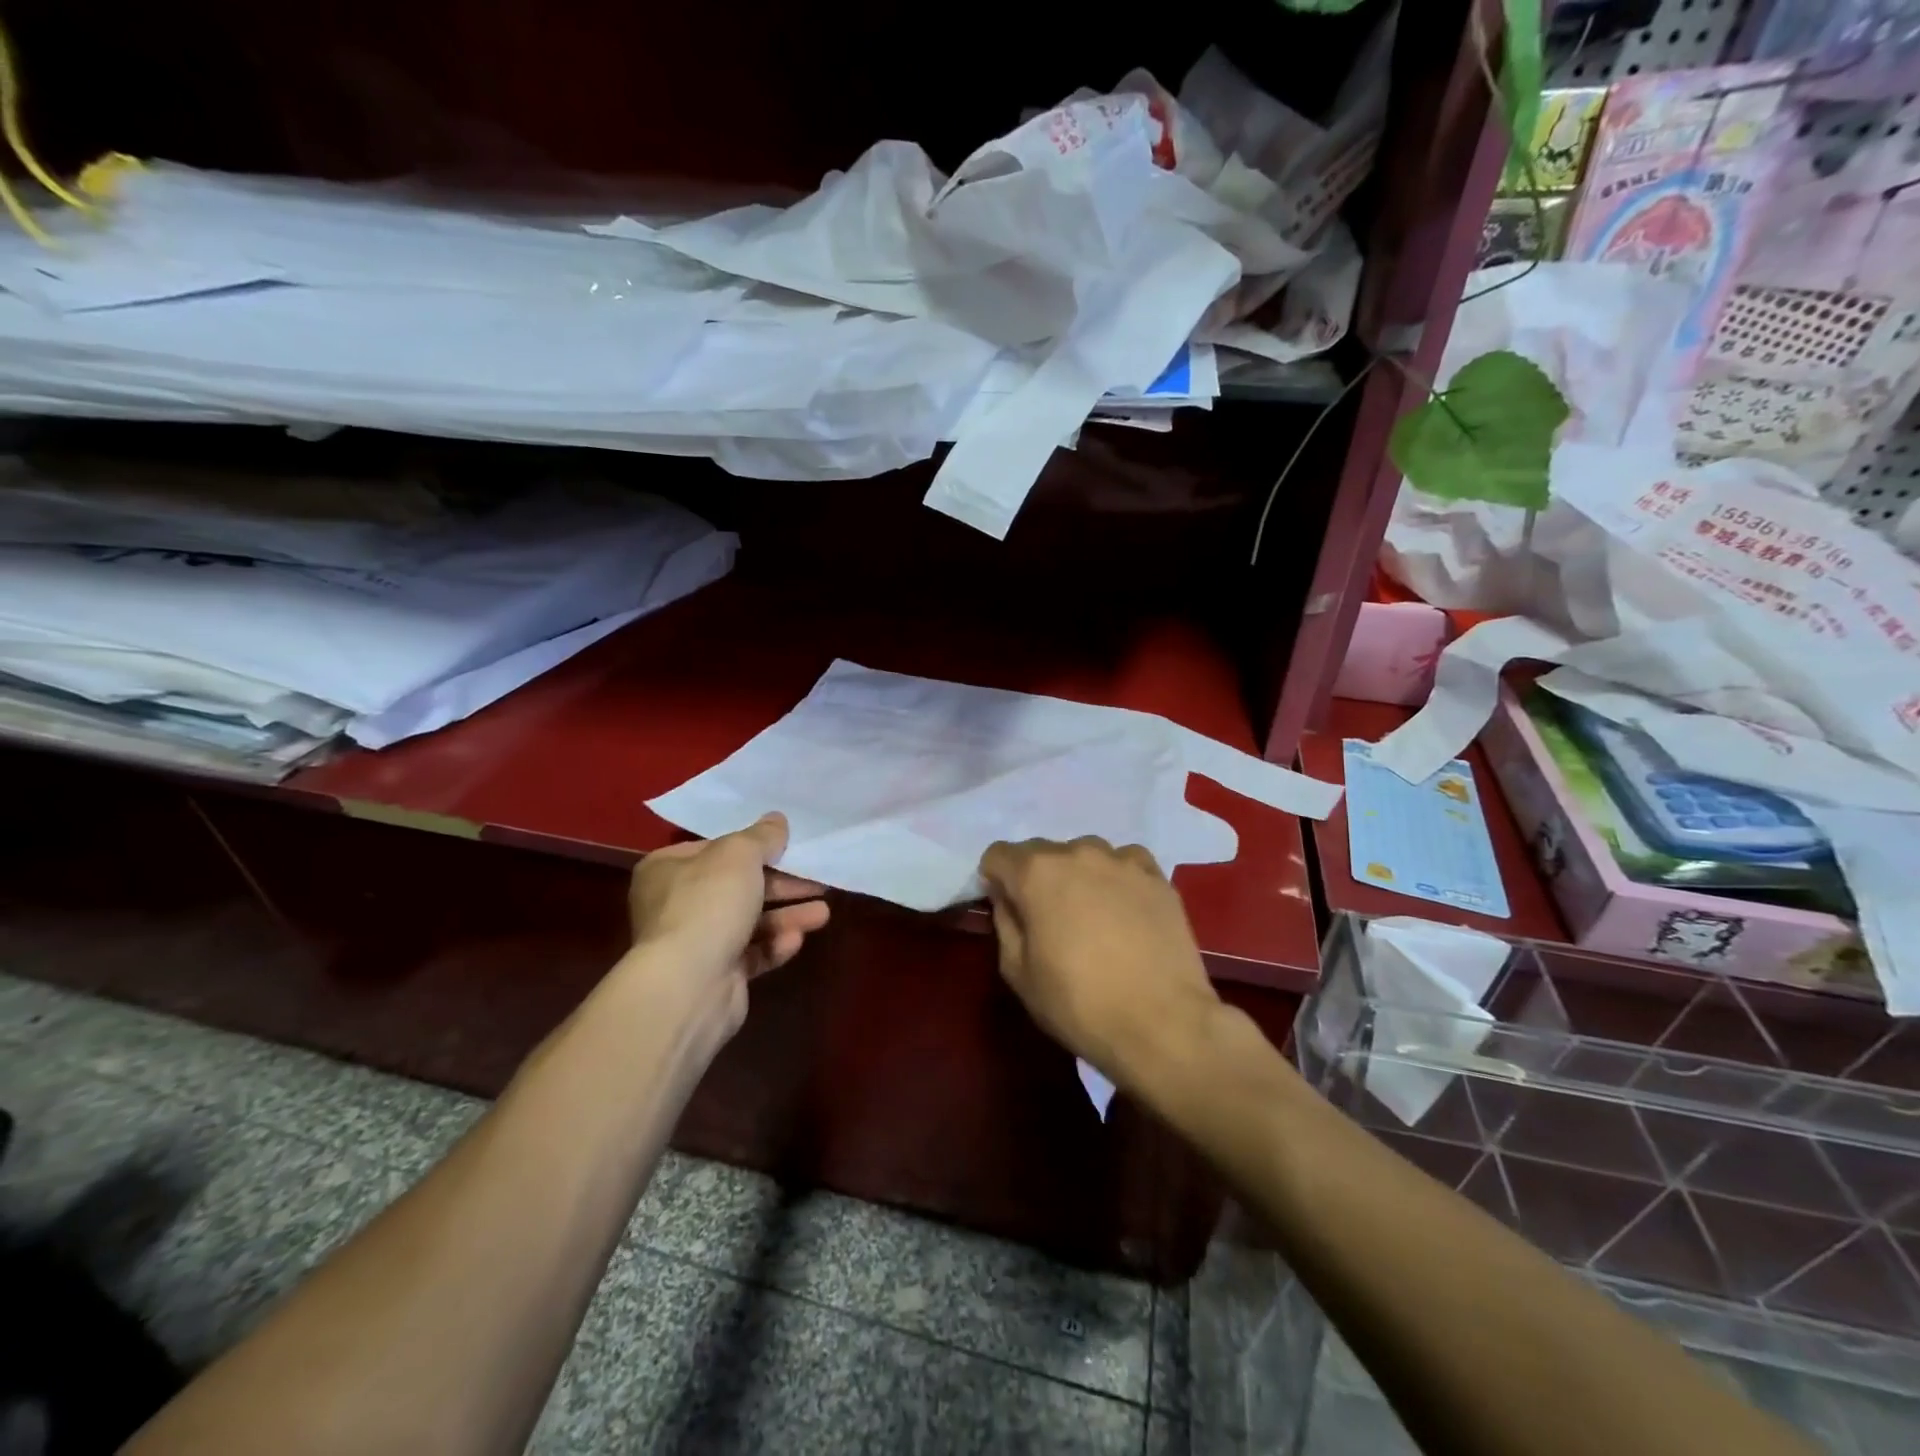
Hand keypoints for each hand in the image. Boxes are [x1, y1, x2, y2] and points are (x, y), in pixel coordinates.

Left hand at [627, 813, 828, 1035]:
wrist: (689, 986)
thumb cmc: (709, 904)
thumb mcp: (740, 855)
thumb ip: (762, 836)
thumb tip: (777, 820)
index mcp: (668, 869)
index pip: (715, 849)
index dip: (753, 846)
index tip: (788, 846)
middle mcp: (677, 904)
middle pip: (738, 886)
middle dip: (781, 884)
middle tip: (817, 879)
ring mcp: (696, 943)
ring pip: (750, 921)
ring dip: (787, 915)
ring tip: (823, 913)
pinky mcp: (717, 975)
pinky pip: (752, 954)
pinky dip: (775, 945)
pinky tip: (796, 940)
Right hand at [978, 837, 1221, 1090]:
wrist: (1163, 1024)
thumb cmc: (1078, 1003)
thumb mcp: (1018, 972)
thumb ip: (1006, 923)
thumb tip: (1008, 899)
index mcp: (1036, 872)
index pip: (999, 855)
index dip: (996, 881)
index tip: (1009, 910)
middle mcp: (1077, 852)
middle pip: (1042, 852)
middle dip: (1037, 878)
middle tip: (1049, 920)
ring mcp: (1122, 860)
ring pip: (1085, 855)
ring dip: (1078, 876)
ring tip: (1092, 917)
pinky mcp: (1157, 876)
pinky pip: (1125, 864)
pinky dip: (1117, 880)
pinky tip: (1126, 912)